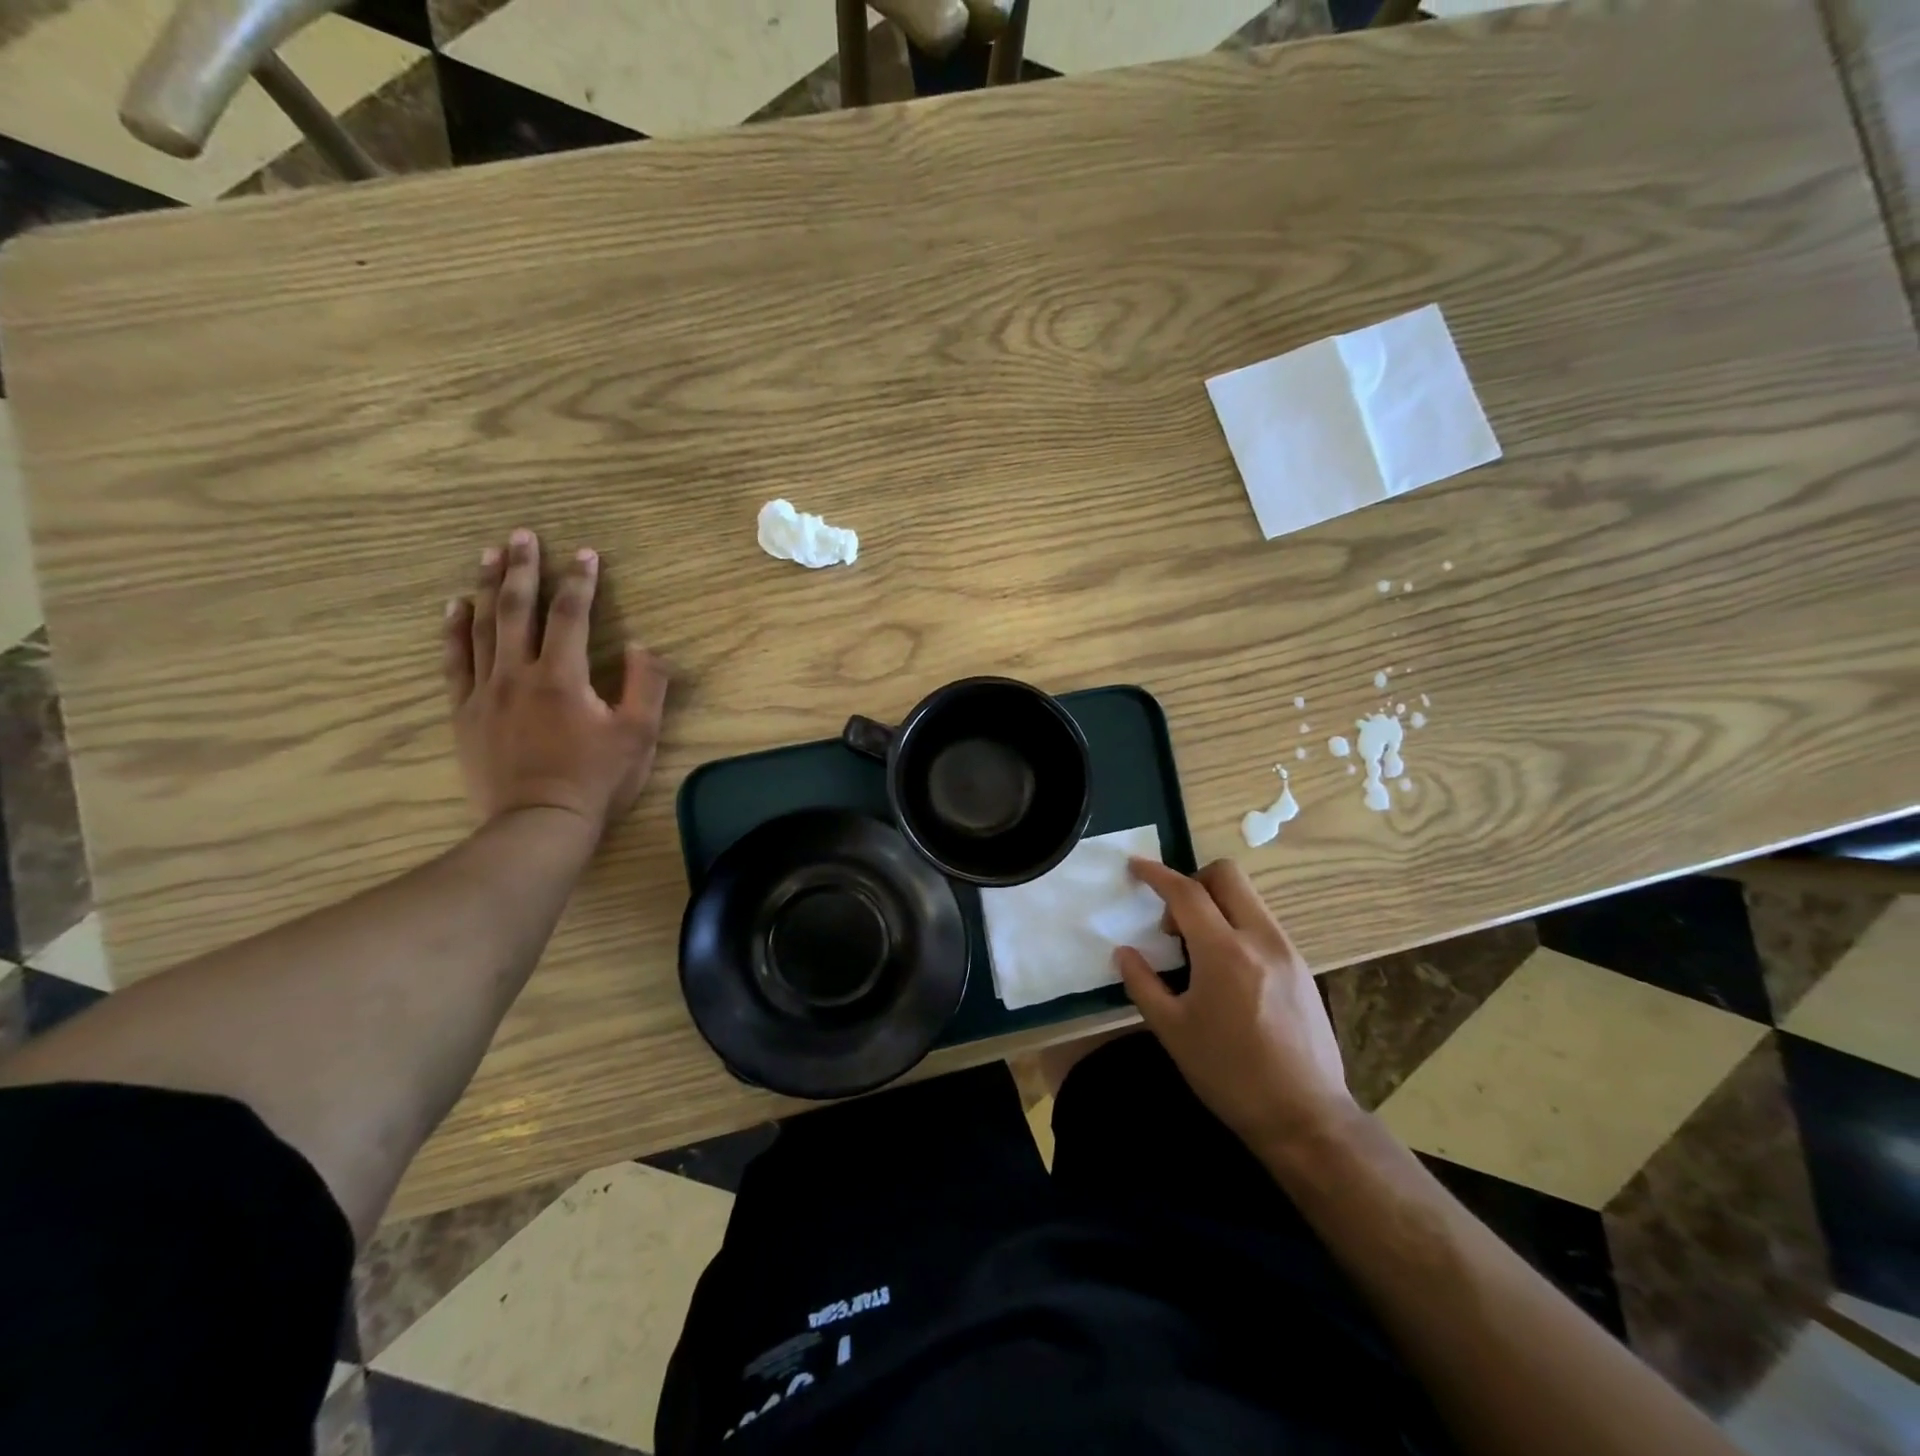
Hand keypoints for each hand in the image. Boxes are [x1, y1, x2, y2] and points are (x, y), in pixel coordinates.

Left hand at [445, 528, 669, 834]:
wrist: (539, 822)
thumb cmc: (596, 779)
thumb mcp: (639, 734)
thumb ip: (644, 684)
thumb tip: (641, 645)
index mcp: (562, 676)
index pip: (571, 614)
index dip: (580, 581)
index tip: (586, 553)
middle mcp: (518, 673)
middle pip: (516, 609)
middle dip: (521, 568)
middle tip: (521, 535)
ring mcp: (485, 692)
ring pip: (482, 627)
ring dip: (485, 587)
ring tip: (488, 554)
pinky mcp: (465, 713)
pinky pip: (455, 662)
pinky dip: (454, 630)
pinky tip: (454, 607)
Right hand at [1116, 859, 1356, 1156]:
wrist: (1305, 1117)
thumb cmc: (1229, 1075)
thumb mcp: (1172, 1031)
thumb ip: (1142, 983)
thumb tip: (1124, 951)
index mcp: (1224, 952)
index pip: (1186, 892)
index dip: (1156, 874)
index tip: (1135, 865)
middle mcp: (1261, 939)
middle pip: (1227, 876)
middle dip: (1193, 881)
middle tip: (1174, 920)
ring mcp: (1287, 951)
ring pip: (1248, 898)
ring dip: (1216, 905)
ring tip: (1198, 951)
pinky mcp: (1302, 967)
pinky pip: (1262, 924)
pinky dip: (1236, 926)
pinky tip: (1226, 970)